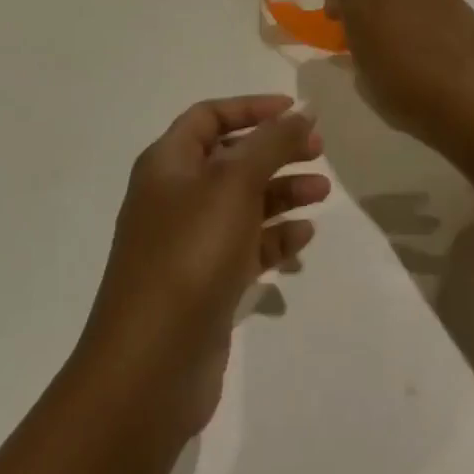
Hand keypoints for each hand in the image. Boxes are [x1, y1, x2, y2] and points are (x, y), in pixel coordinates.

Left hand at [79, 96, 328, 438]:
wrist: (150, 365)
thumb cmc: (190, 252)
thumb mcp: (235, 183)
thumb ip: (273, 141)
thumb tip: (303, 109)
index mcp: (168, 164)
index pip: (210, 116)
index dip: (251, 107)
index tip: (295, 111)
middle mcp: (175, 197)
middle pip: (231, 158)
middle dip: (276, 150)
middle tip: (319, 151)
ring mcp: (189, 243)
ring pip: (243, 203)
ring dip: (283, 192)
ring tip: (323, 194)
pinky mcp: (205, 283)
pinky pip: (246, 246)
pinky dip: (275, 236)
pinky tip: (304, 237)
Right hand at [323, 0, 473, 145]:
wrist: (468, 91)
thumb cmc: (405, 90)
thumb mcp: (365, 80)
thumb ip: (357, 53)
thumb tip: (359, 44)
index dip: (336, 6)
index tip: (339, 26)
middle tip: (373, 27)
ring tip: (404, 29)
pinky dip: (423, 8)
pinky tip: (430, 34)